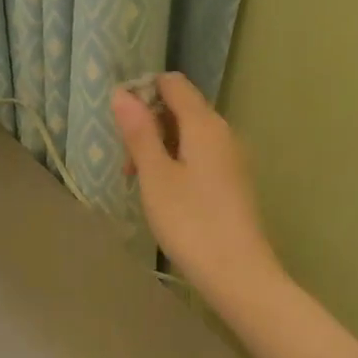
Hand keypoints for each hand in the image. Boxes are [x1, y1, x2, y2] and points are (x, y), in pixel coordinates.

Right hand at [111, 72, 279, 296]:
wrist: (238, 273)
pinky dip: (178, 165)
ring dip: (161, 149)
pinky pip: (201, 157)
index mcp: (205, 124)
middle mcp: (223, 132)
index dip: (143, 92)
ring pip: (190, 136)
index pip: (173, 84)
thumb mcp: (155, 176)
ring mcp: (232, 158)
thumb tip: (123, 93)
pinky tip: (165, 195)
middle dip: (149, 126)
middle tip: (127, 165)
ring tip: (141, 184)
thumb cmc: (190, 221)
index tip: (120, 124)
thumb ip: (139, 133)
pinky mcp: (234, 182)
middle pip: (182, 109)